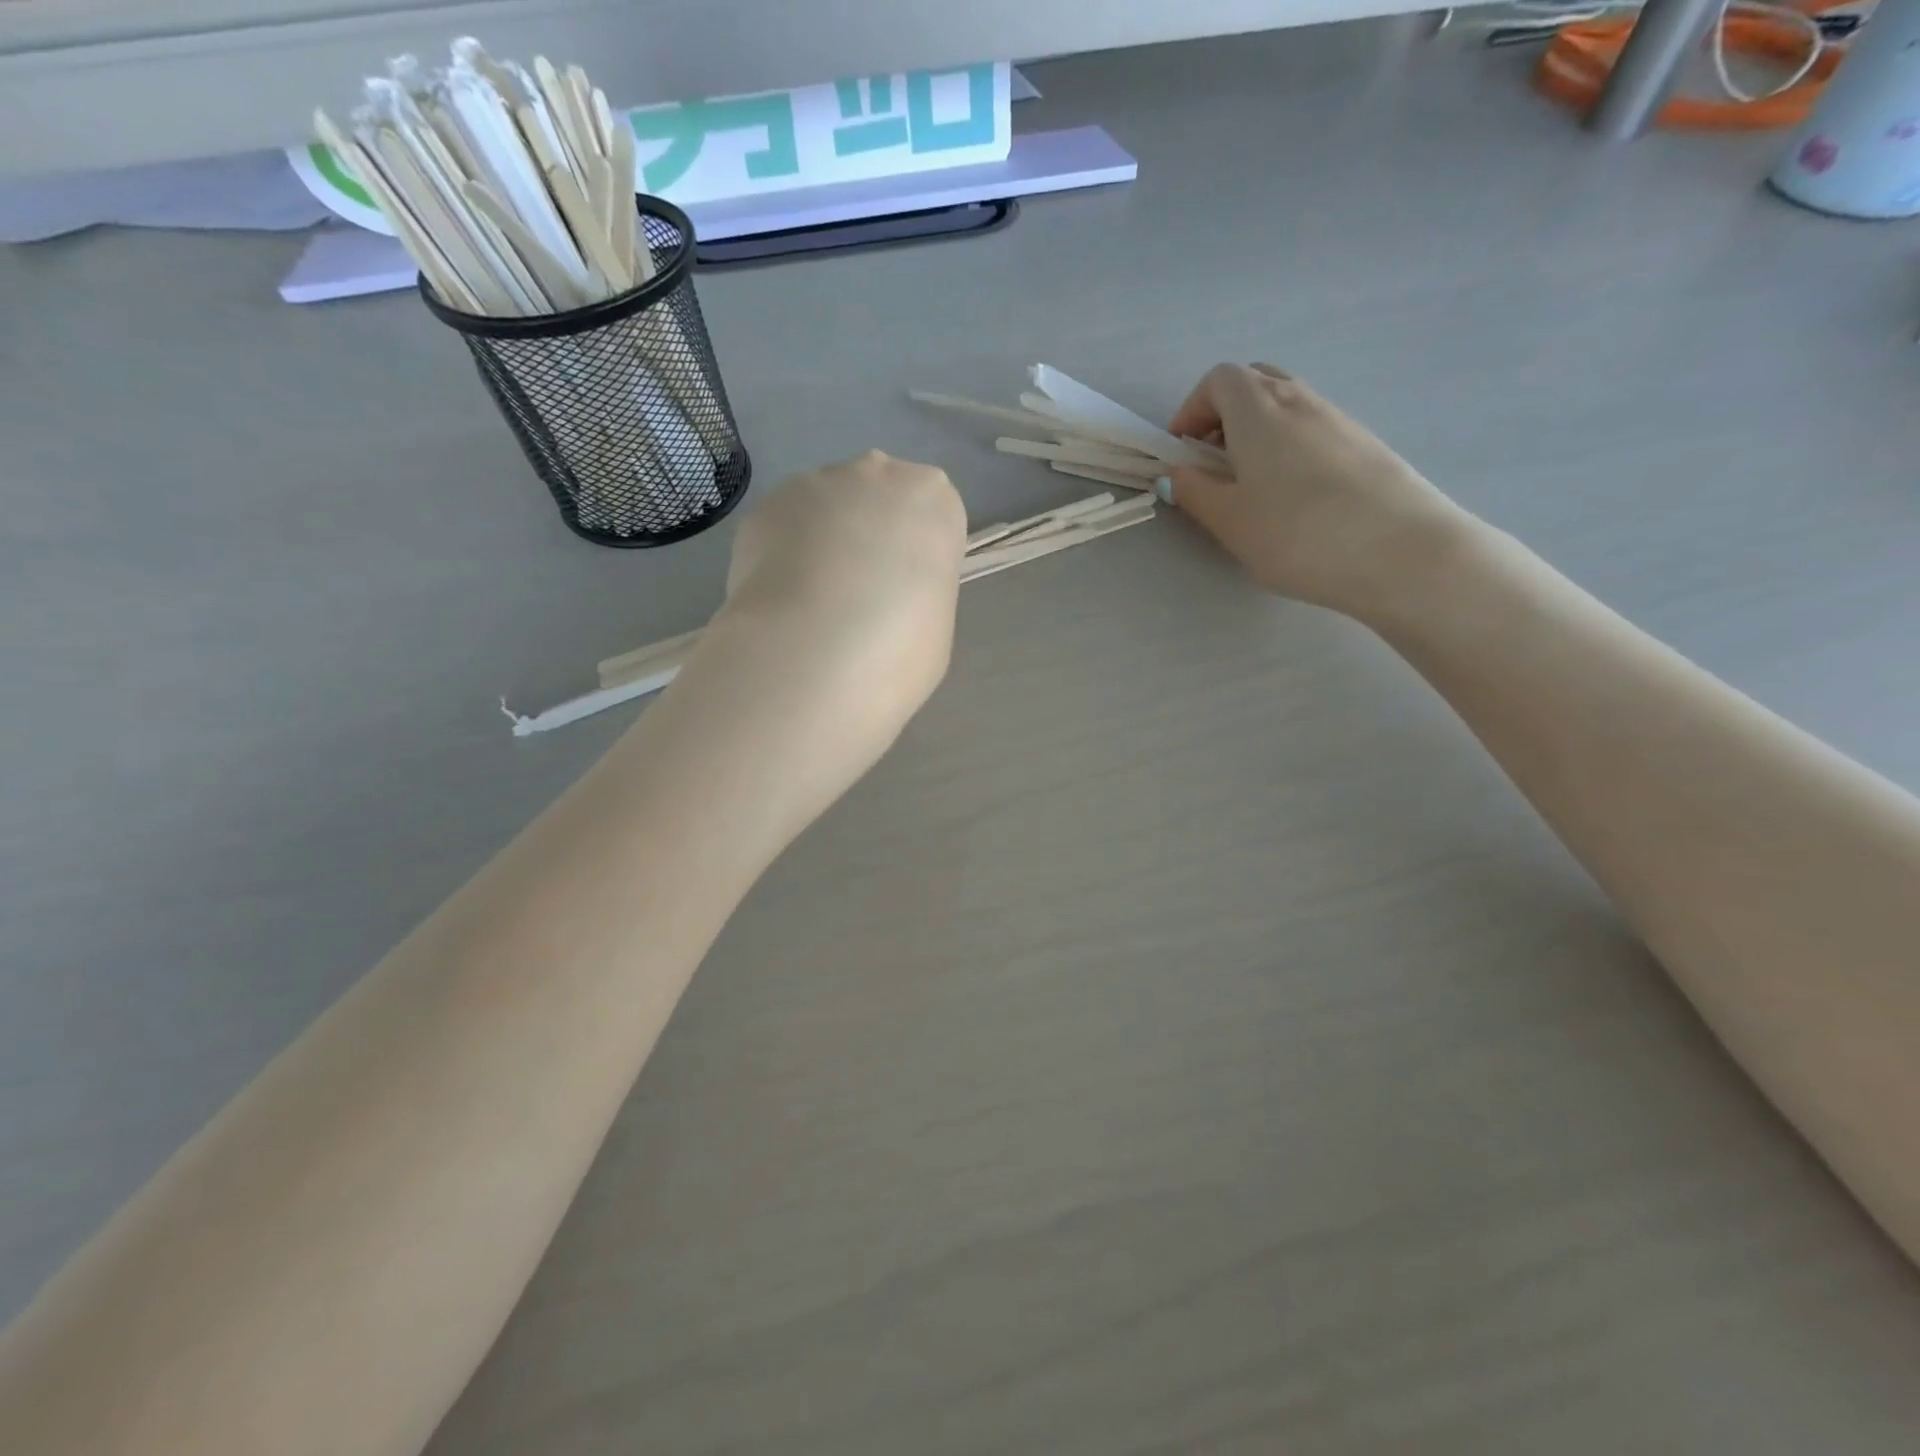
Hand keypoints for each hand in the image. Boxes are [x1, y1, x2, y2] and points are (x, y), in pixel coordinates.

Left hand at [692, 451, 966, 822]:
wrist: (812, 663)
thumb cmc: (897, 657)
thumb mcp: (934, 632)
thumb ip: (919, 595)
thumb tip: (887, 594)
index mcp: (936, 503)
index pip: (934, 514)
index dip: (915, 562)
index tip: (901, 602)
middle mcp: (877, 475)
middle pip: (879, 500)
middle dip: (871, 541)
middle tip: (856, 606)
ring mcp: (815, 486)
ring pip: (828, 513)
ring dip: (826, 548)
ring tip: (809, 613)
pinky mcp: (762, 511)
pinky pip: (786, 531)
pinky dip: (785, 558)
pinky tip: (777, 605)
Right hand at [1165, 364, 1473, 616]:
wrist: (1400, 552)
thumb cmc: (1297, 534)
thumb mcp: (1230, 520)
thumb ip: (1195, 491)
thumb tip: (1176, 471)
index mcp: (1259, 410)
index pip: (1218, 380)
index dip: (1192, 410)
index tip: (1182, 452)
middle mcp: (1300, 400)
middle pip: (1255, 383)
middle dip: (1224, 414)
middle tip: (1213, 463)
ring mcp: (1338, 419)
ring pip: (1287, 406)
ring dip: (1258, 432)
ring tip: (1252, 485)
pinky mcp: (1365, 444)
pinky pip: (1313, 428)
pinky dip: (1290, 447)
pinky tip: (1294, 497)